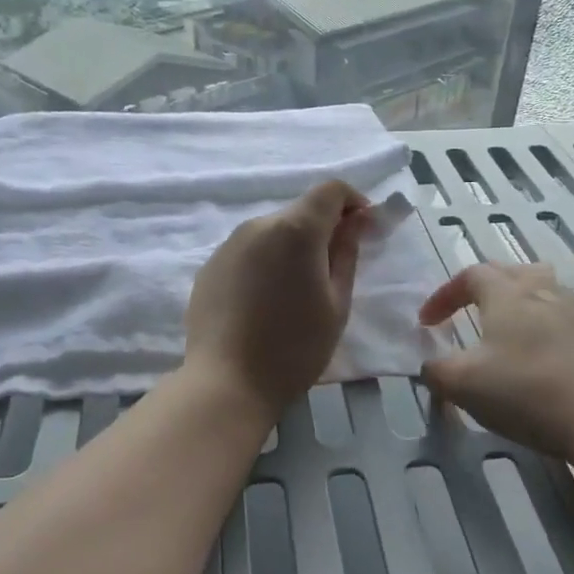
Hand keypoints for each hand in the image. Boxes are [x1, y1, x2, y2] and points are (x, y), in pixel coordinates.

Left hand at [185, 180, 371, 417]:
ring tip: (296, 292)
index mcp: (296, 229)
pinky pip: (248, 252)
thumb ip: (347, 253)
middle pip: (300, 211)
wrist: (227, 383)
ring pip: (272, 232)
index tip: (364, 230)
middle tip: (333, 270)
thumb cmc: (295, 347)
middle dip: (323, 229)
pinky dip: (265, 263)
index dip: (353, 202)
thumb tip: (357, 220)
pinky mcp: (210, 266)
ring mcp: (229, 244)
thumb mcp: (337, 303)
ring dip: (291, 247)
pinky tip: (264, 302)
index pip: (330, 190)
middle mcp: (258, 225)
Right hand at [419, 263, 573, 465]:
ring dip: (518, 301)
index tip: (427, 323)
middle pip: (511, 272)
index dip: (445, 294)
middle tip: (466, 311)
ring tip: (505, 327)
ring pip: (543, 290)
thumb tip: (429, 366)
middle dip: (483, 288)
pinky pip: (562, 318)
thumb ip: (437, 371)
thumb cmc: (527, 391)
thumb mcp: (464, 384)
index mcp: (507, 295)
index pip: (471, 274)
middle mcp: (542, 294)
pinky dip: (542, 327)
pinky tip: (537, 356)